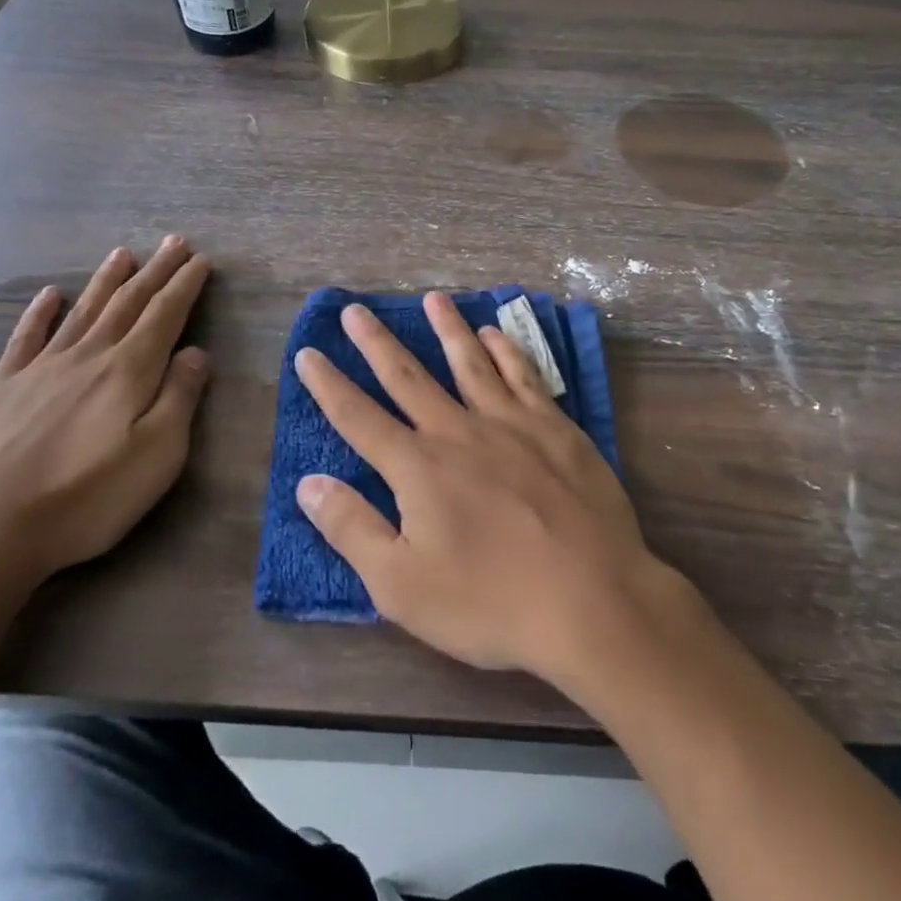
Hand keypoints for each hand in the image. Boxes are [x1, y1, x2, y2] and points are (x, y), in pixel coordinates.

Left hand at [0, 236, 211, 594]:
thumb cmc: (86, 497)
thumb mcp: (157, 455)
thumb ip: (180, 398)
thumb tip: (196, 353)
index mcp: (128, 371)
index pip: (165, 316)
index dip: (185, 286)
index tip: (201, 260)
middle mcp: (87, 357)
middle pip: (128, 304)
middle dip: (154, 272)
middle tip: (173, 242)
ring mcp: (41, 369)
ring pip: (83, 312)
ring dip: (106, 281)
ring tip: (123, 253)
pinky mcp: (3, 389)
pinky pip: (26, 338)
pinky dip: (41, 313)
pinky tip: (51, 295)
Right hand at [293, 293, 684, 687]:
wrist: (592, 599)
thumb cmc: (490, 602)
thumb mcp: (403, 586)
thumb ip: (353, 529)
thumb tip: (308, 483)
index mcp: (418, 468)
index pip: (359, 418)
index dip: (329, 386)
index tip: (308, 352)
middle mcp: (458, 432)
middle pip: (408, 377)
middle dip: (376, 343)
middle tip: (355, 310)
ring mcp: (511, 424)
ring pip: (470, 362)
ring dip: (447, 328)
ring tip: (432, 298)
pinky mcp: (555, 428)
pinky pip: (523, 375)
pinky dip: (505, 350)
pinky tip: (495, 334)